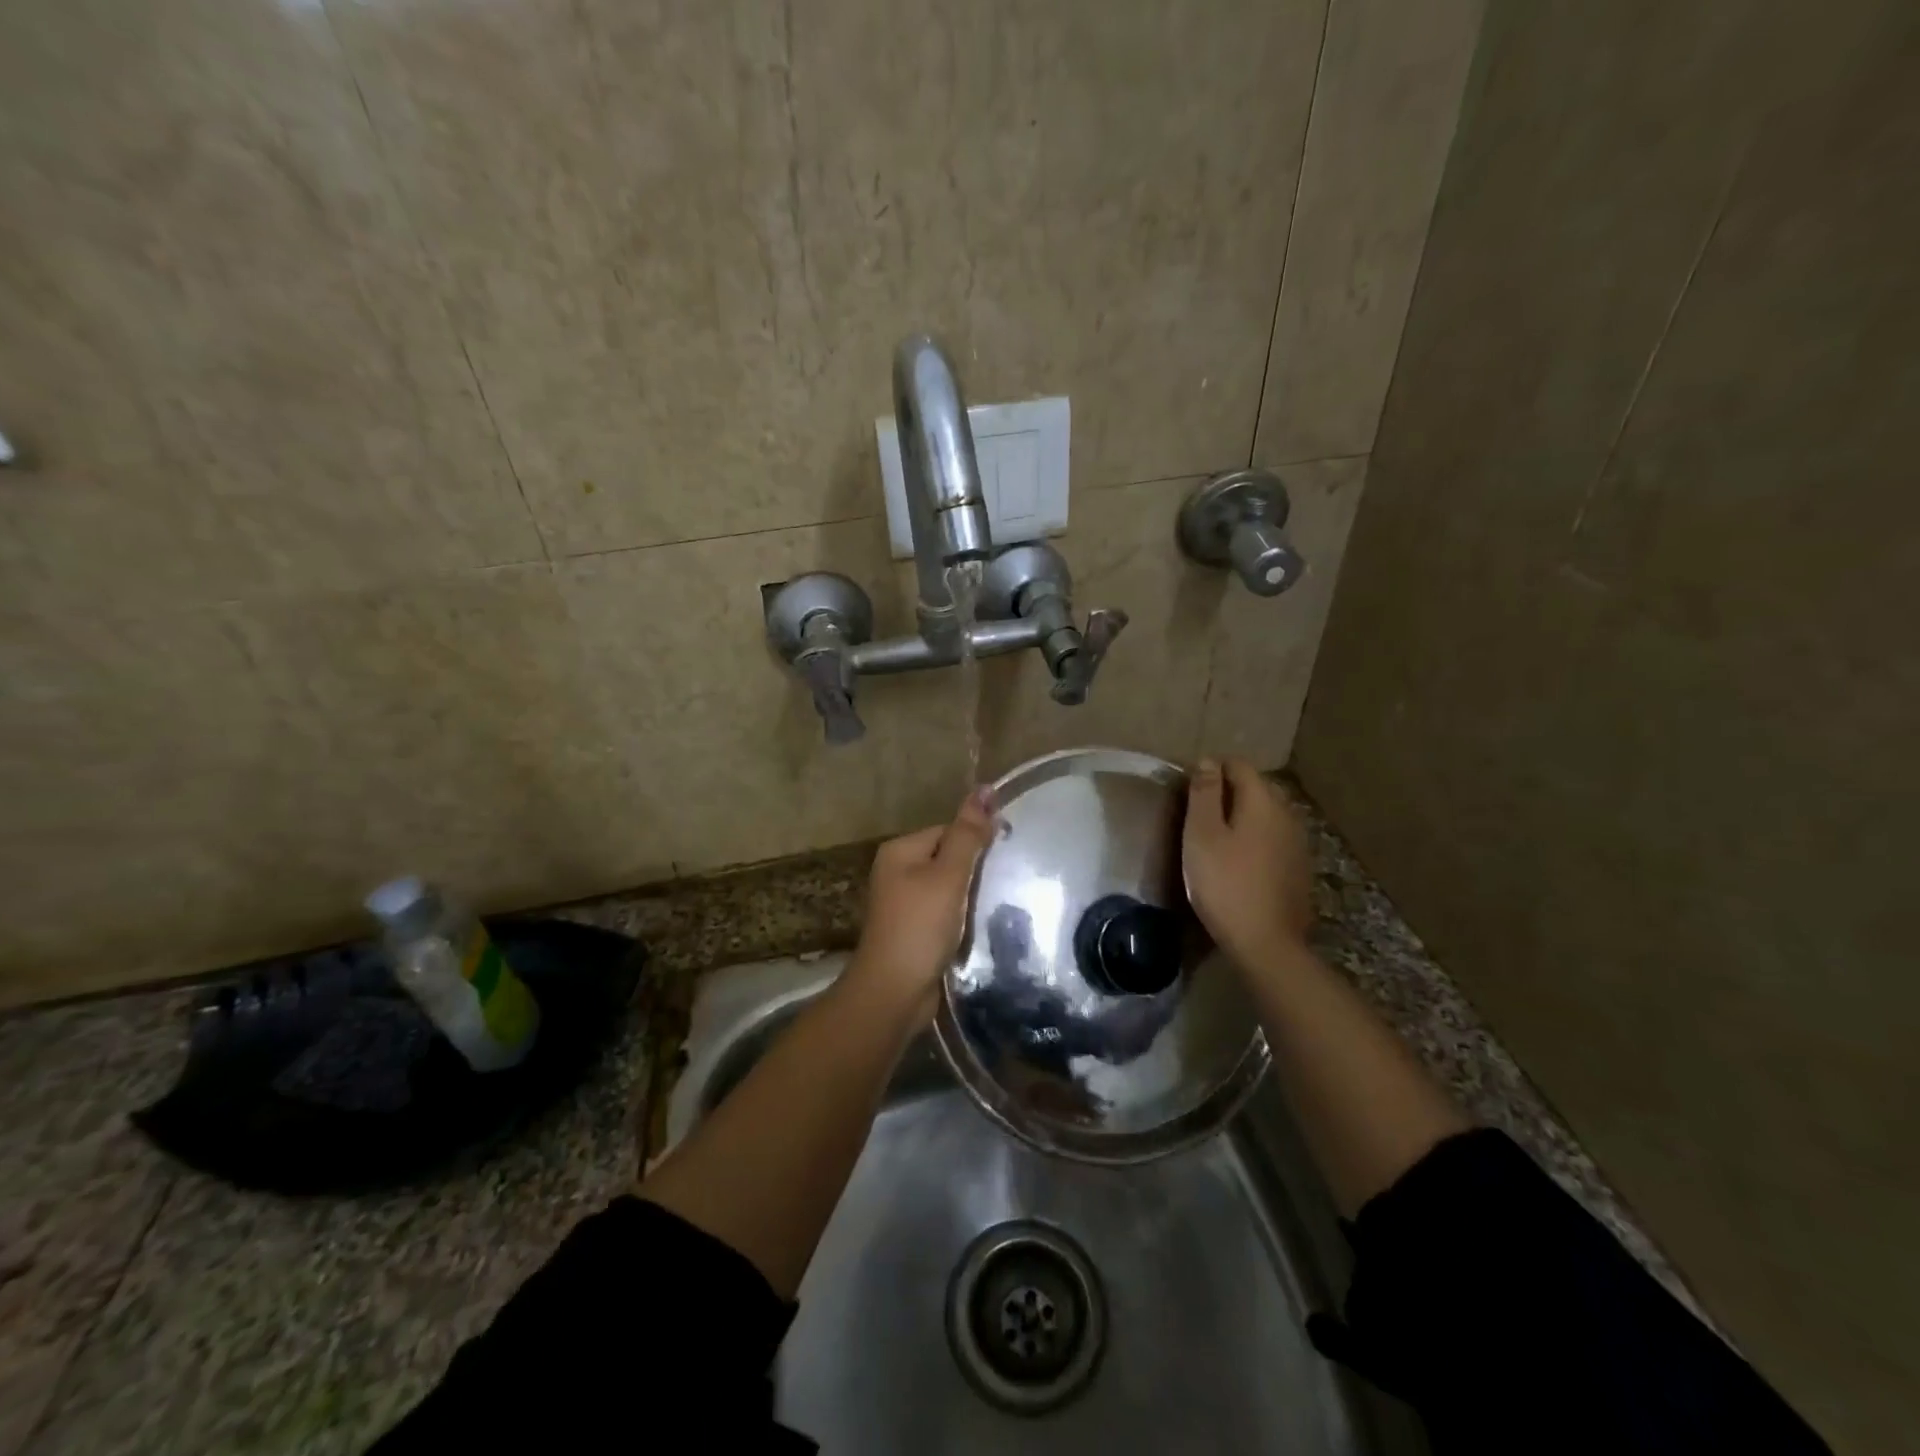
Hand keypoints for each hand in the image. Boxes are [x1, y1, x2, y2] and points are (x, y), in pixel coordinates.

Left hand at [843, 788, 996, 1022]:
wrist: (894, 992)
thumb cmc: (920, 926)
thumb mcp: (948, 876)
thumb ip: (968, 834)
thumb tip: (986, 788)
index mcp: (900, 851)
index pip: (948, 830)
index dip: (978, 840)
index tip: (1006, 857)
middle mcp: (897, 871)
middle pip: (948, 857)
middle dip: (976, 870)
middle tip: (1007, 882)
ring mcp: (904, 903)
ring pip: (949, 887)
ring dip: (972, 895)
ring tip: (999, 904)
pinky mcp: (914, 930)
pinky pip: (945, 911)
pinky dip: (963, 916)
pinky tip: (981, 925)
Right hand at [1182, 758, 1314, 970]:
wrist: (1267, 943)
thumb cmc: (1225, 884)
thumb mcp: (1202, 835)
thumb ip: (1205, 794)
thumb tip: (1208, 761)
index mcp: (1263, 801)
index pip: (1238, 765)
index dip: (1211, 769)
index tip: (1187, 789)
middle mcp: (1287, 814)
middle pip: (1256, 786)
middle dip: (1227, 790)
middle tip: (1197, 813)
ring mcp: (1298, 842)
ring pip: (1266, 813)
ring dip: (1242, 815)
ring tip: (1215, 836)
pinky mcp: (1299, 867)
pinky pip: (1274, 837)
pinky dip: (1255, 837)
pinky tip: (1239, 860)